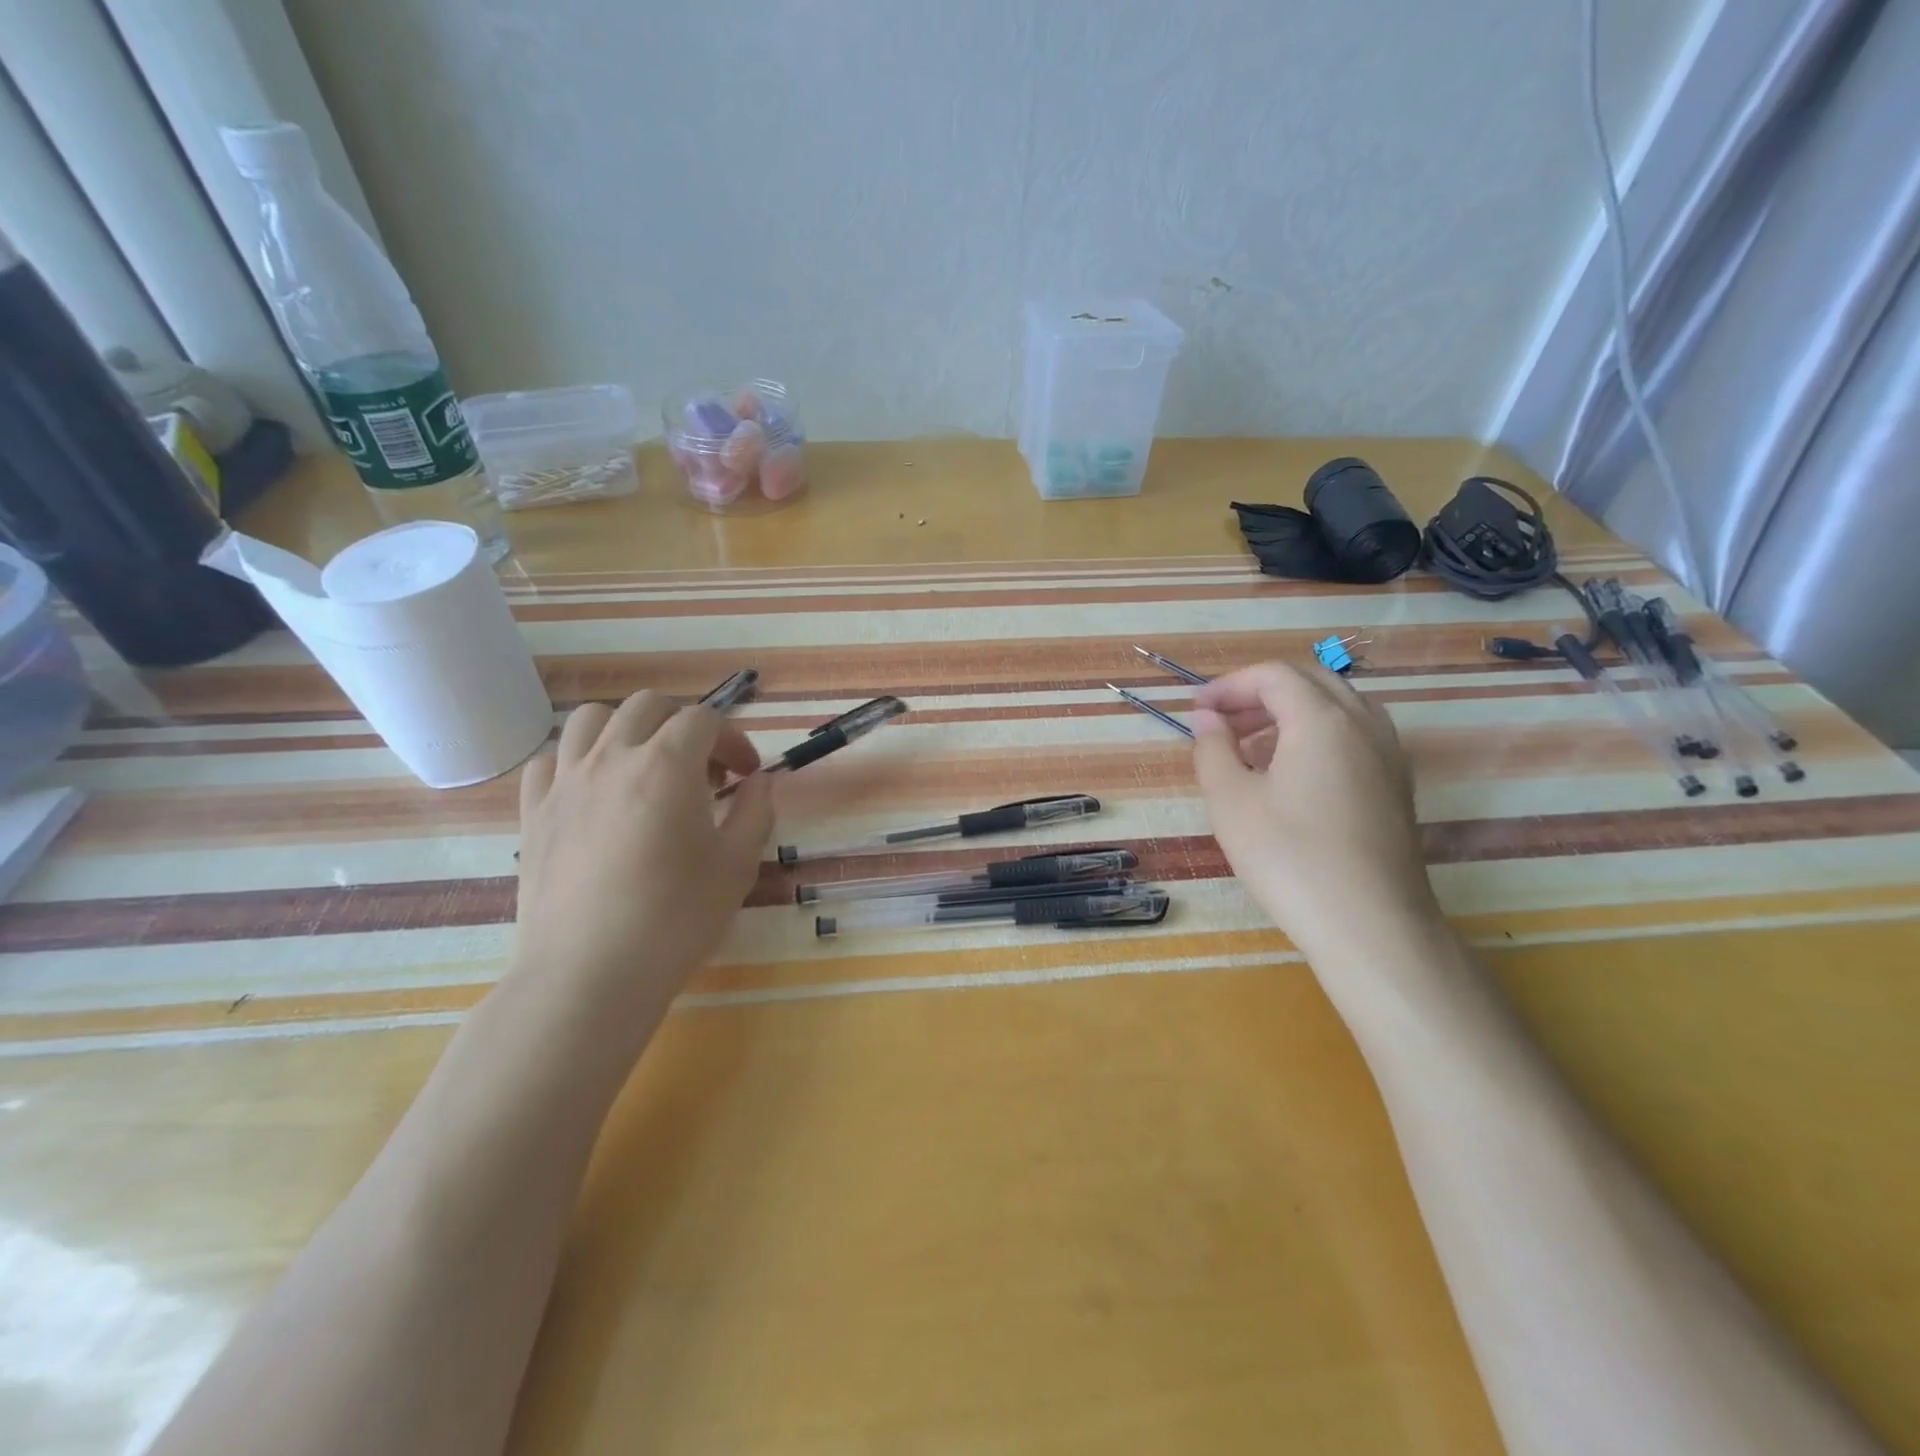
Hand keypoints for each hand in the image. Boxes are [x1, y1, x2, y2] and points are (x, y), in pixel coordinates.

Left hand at [513, 692, 773, 1016]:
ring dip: (628, 730)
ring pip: (592, 720)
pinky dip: (578, 761)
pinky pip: (550, 760)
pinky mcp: (533, 813)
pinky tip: (595, 792)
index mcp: (667, 765)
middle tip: (703, 770)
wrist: (589, 976)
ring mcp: (565, 782)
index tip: (746, 775)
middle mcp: (612, 758)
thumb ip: (755, 812)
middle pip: (648, 706)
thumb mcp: (737, 865)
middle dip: (684, 725)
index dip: (733, 740)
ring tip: (645, 768)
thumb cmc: (675, 919)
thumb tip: (759, 783)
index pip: (704, 720)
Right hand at [1191, 661, 1435, 951]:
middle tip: (1221, 721)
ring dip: (1290, 712)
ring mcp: (1388, 755)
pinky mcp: (1396, 786)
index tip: (1197, 710)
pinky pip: (1354, 737)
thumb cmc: (1290, 858)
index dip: (1230, 685)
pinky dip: (1317, 736)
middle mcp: (1364, 724)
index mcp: (1322, 719)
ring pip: (1337, 707)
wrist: (1371, 927)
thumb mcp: (1231, 802)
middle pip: (1310, 681)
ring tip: (1251, 747)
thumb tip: (1207, 720)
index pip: (1274, 675)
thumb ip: (1213, 749)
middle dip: (1260, 692)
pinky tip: (1290, 775)